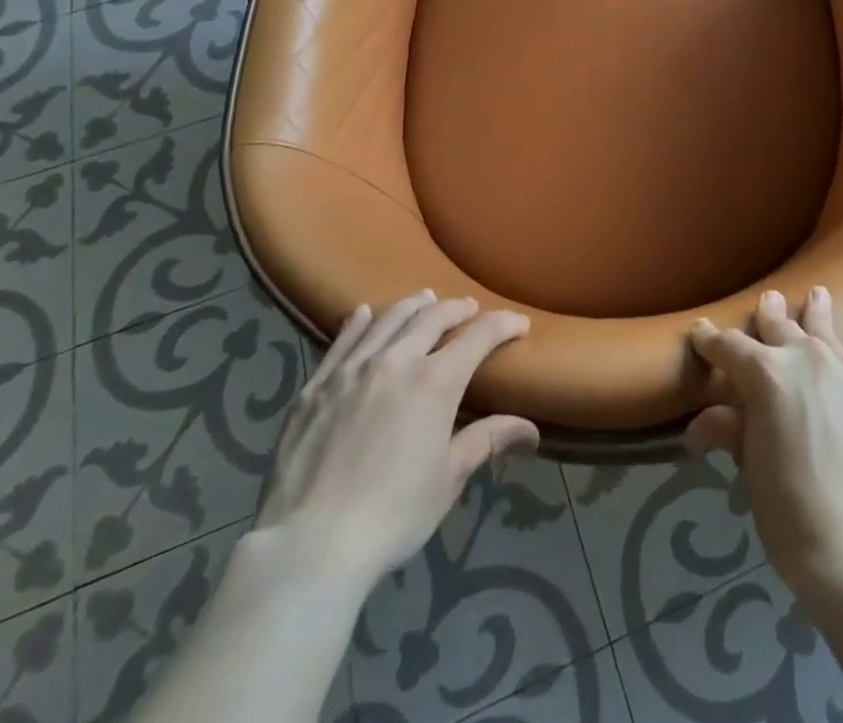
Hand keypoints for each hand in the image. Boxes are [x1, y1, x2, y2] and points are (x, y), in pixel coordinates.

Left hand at [252, 291, 537, 586]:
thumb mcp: (448, 479)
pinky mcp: (317, 385)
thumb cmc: (393, 514)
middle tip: (470, 309)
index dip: (504, 325)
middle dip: (458, 308)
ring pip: (389, 319)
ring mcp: (353, 368)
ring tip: (425, 298)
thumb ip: (487, 441)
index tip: (519, 324)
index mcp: (436, 381)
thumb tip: (531, 429)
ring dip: (413, 305)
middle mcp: (397, 360)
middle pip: (433, 317)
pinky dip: (359, 322)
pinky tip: (364, 313)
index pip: (480, 335)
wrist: (310, 544)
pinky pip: (343, 340)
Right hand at [686, 289, 842, 601]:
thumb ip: (731, 432)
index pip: (729, 348)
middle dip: (769, 314)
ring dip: (816, 315)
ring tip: (817, 295)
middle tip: (767, 299)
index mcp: (766, 373)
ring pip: (826, 333)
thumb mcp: (751, 470)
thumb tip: (699, 427)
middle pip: (782, 327)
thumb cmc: (790, 510)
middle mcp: (807, 359)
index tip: (700, 332)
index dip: (711, 340)